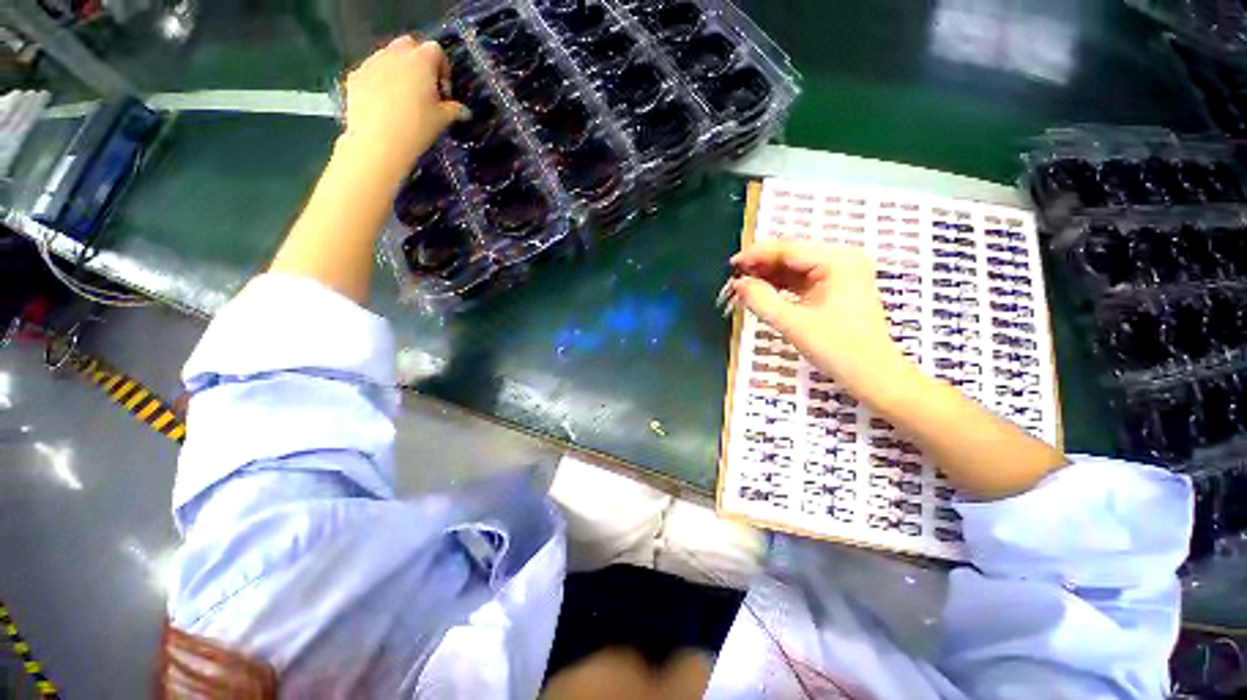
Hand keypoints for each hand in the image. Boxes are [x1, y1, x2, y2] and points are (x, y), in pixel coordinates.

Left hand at [338, 36, 466, 180]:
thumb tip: (464, 111)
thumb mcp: (441, 121)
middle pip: (409, 46)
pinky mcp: (355, 76)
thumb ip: (453, 110)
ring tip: (403, 99)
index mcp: (420, 61)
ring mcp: (371, 63)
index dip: (443, 69)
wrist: (378, 142)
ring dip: (397, 71)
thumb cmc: (417, 128)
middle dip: (418, 62)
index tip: (444, 92)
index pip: (436, 51)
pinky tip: (384, 105)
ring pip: (388, 57)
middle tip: (424, 89)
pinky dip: (379, 82)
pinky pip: (371, 72)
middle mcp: (395, 54)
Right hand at [729, 242, 905, 389]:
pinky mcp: (836, 287)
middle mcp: (842, 260)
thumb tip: (738, 283)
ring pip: (794, 267)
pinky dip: (781, 286)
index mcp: (838, 262)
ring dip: (768, 276)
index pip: (788, 249)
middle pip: (791, 256)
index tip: (731, 265)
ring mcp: (841, 273)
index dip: (756, 255)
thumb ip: (761, 300)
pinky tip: (762, 291)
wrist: (872, 375)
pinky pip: (802, 280)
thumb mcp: (793, 324)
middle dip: (761, 266)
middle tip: (734, 278)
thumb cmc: (837, 349)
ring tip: (743, 285)